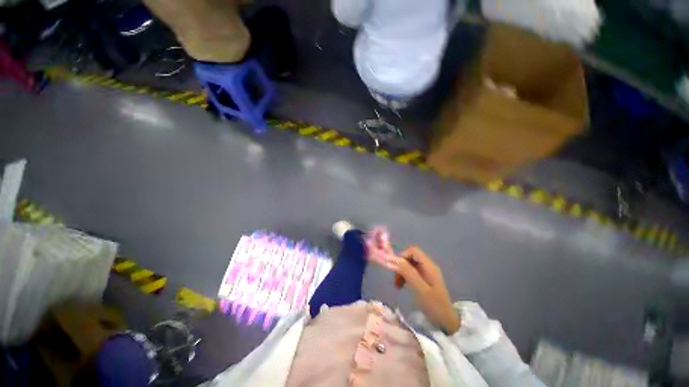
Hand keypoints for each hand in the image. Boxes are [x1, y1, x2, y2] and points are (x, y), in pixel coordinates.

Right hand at [393, 246, 460, 333]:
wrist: (447, 322)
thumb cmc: (434, 306)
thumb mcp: (420, 289)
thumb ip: (408, 272)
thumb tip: (394, 259)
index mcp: (429, 266)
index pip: (413, 251)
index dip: (402, 256)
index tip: (395, 268)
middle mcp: (428, 266)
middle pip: (410, 257)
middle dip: (400, 265)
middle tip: (395, 279)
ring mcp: (427, 273)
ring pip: (410, 264)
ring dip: (401, 272)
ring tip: (397, 285)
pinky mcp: (425, 279)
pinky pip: (411, 272)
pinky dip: (405, 276)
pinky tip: (402, 286)